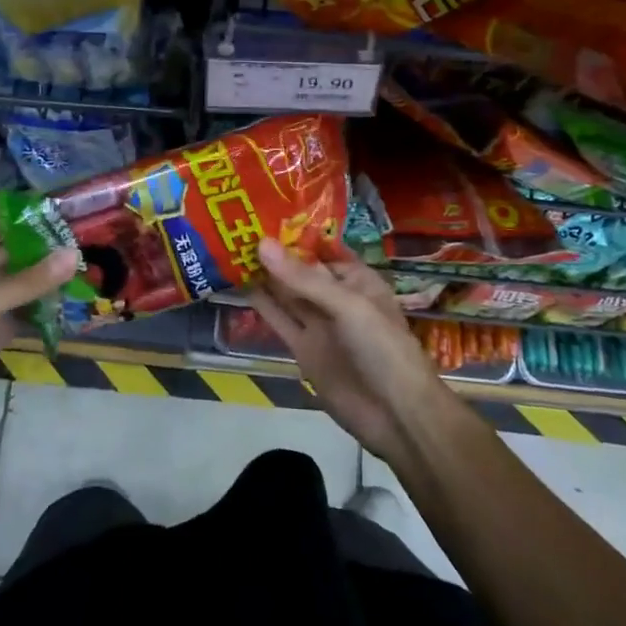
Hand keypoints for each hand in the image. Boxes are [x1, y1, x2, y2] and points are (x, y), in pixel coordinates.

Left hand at [0, 213, 76, 442]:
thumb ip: (26, 282)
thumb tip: (73, 254)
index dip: (28, 213)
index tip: (68, 207)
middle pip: (14, 250)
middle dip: (47, 244)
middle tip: (91, 236)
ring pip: (23, 281)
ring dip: (50, 275)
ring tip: (92, 264)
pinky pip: (26, 310)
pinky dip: (47, 305)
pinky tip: (77, 300)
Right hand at [247, 238, 451, 462]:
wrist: (396, 415)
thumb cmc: (383, 348)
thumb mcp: (347, 305)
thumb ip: (303, 278)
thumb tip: (261, 244)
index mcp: (356, 280)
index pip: (321, 249)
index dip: (294, 232)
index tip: (260, 210)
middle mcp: (335, 298)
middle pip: (299, 270)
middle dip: (273, 252)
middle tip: (235, 225)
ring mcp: (318, 324)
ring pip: (286, 294)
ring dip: (262, 274)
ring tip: (229, 247)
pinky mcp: (303, 349)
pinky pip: (279, 321)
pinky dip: (260, 304)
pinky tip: (237, 284)